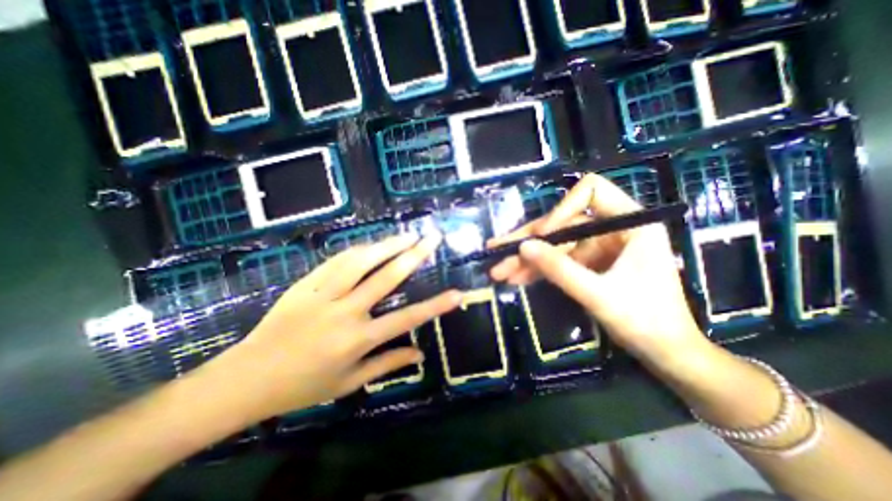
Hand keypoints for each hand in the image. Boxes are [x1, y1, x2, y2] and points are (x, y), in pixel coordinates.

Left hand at [195, 233, 459, 423]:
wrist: (247, 377)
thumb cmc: (303, 385)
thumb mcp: (349, 382)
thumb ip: (387, 364)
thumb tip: (420, 354)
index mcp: (357, 340)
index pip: (406, 319)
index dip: (435, 306)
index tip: (457, 293)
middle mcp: (344, 312)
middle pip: (385, 277)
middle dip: (412, 255)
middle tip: (431, 239)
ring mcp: (323, 294)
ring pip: (360, 261)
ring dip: (386, 245)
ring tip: (407, 235)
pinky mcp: (305, 284)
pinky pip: (336, 261)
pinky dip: (359, 250)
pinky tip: (373, 244)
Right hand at [488, 175, 711, 364]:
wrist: (665, 353)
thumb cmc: (645, 322)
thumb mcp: (598, 294)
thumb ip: (560, 269)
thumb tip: (523, 247)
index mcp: (631, 223)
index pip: (591, 192)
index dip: (561, 209)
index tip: (542, 236)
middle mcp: (612, 228)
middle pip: (561, 223)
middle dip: (529, 240)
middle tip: (497, 250)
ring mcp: (598, 247)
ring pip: (554, 244)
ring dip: (527, 259)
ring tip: (499, 271)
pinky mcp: (588, 263)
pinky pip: (558, 261)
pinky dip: (537, 270)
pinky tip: (516, 278)